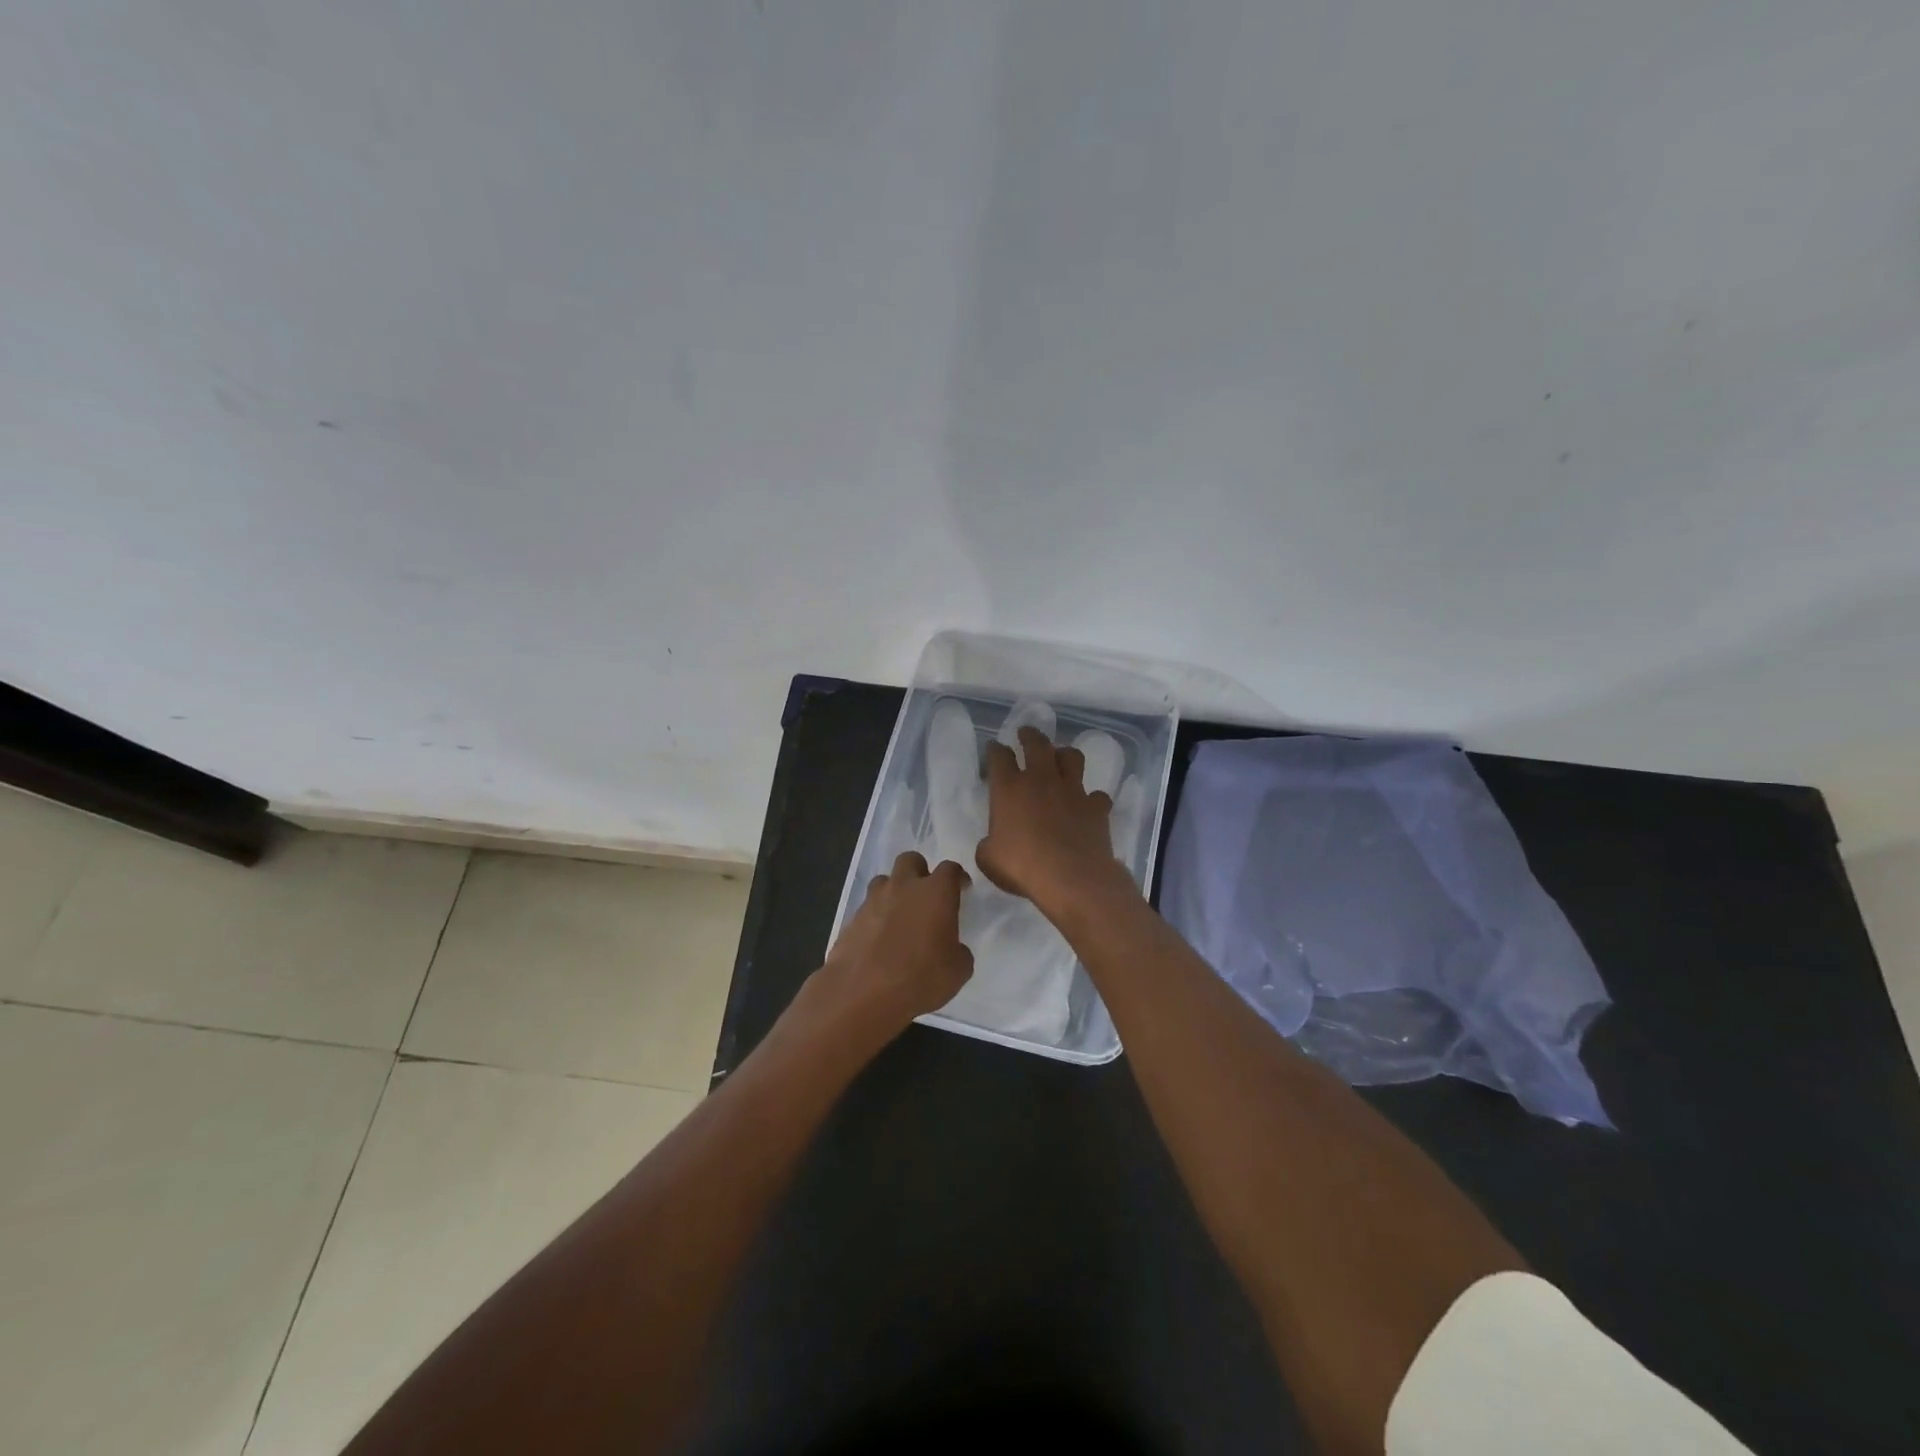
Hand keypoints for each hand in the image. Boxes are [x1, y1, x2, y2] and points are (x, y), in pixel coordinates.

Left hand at [803, 851, 974, 1046]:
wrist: (863, 993)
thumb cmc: (921, 978)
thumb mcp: (958, 971)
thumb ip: (958, 951)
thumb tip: (952, 948)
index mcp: (935, 893)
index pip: (950, 869)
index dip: (957, 877)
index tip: (961, 888)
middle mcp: (903, 887)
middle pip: (911, 860)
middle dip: (920, 871)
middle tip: (926, 895)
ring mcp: (873, 901)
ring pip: (884, 881)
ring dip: (894, 891)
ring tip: (899, 916)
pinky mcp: (851, 919)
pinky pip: (867, 908)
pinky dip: (875, 917)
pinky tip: (879, 940)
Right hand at [977, 727, 1136, 915]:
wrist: (1070, 877)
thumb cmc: (1021, 866)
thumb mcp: (988, 858)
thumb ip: (989, 843)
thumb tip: (994, 842)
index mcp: (1009, 788)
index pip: (999, 756)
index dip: (995, 749)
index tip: (994, 747)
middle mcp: (1041, 780)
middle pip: (1037, 744)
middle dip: (1029, 735)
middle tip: (1026, 733)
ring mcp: (1072, 791)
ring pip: (1071, 757)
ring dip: (1065, 754)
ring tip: (1061, 757)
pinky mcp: (1096, 807)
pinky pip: (1097, 795)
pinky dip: (1092, 798)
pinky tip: (1089, 805)